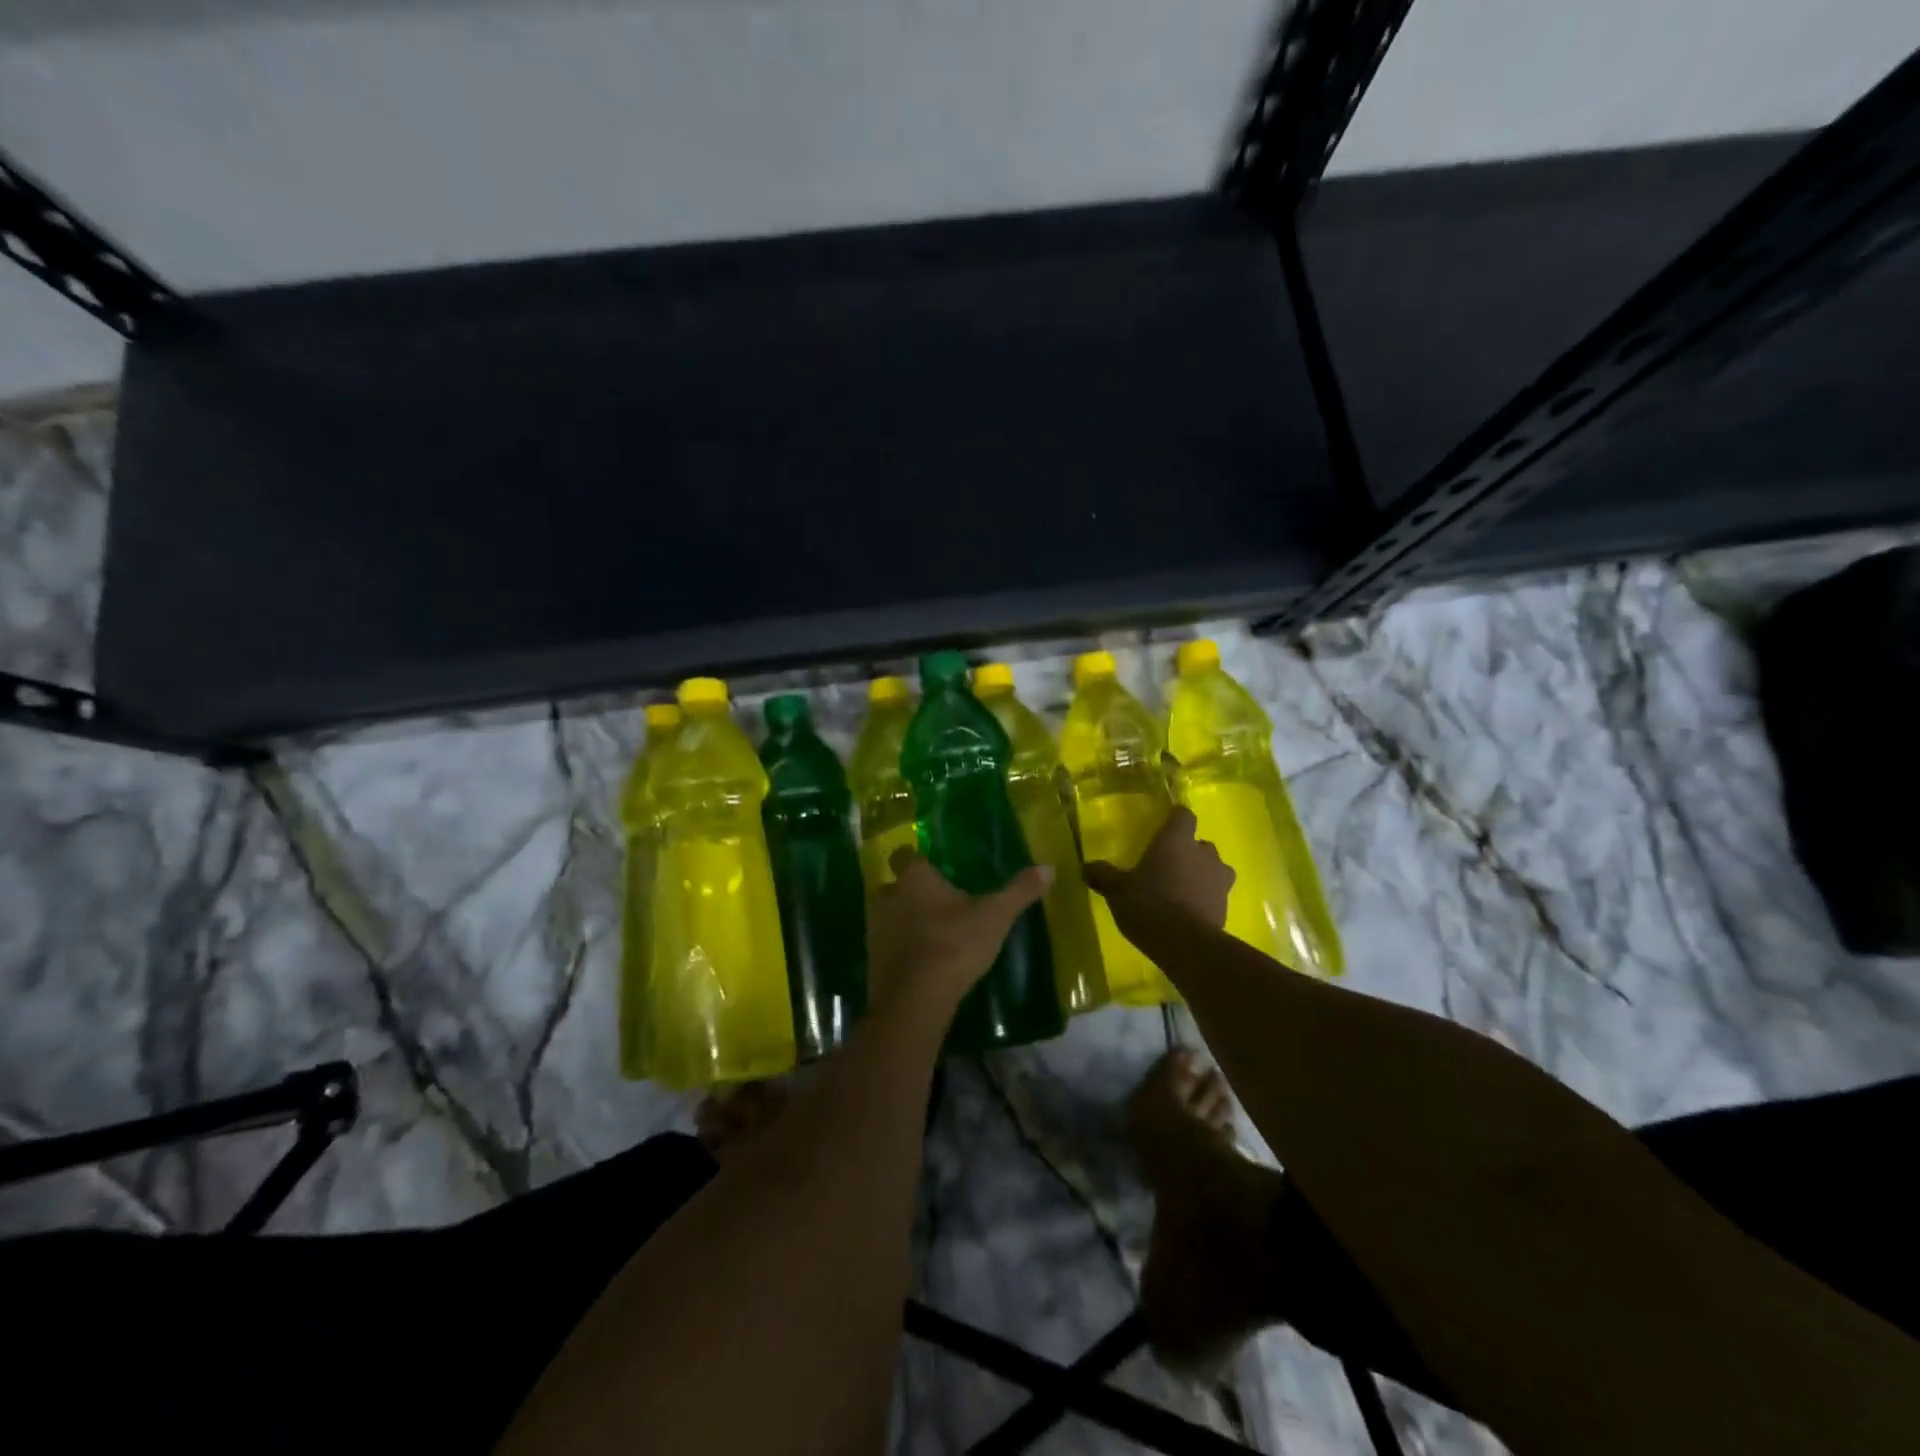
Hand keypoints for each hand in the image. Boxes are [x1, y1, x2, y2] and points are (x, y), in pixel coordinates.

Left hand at [868, 850, 1051, 1020]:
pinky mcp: (872, 958)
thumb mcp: (995, 917)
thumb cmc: (954, 946)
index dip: (921, 860)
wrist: (914, 1001)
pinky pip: (887, 944)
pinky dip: (901, 949)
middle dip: (913, 892)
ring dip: (906, 921)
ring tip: (934, 934)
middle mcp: (888, 895)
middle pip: (896, 884)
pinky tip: (922, 961)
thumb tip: (1049, 867)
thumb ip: (1019, 891)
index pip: (907, 854)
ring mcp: (875, 928)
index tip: (939, 869)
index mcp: (914, 878)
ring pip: (890, 914)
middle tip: (941, 903)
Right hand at [1083, 807, 1232, 946]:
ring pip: (1214, 870)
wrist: (1185, 945)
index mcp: (1176, 840)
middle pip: (1201, 844)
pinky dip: (1205, 900)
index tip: (1164, 828)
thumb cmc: (1148, 904)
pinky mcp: (1226, 906)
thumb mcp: (1116, 890)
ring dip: (1201, 876)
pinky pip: (1216, 896)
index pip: (1183, 815)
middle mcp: (1203, 853)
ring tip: (1181, 891)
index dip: (1175, 820)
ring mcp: (1219, 880)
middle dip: (1188, 853)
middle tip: (1167, 867)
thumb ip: (1104, 875)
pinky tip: (1188, 914)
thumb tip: (1087, 867)